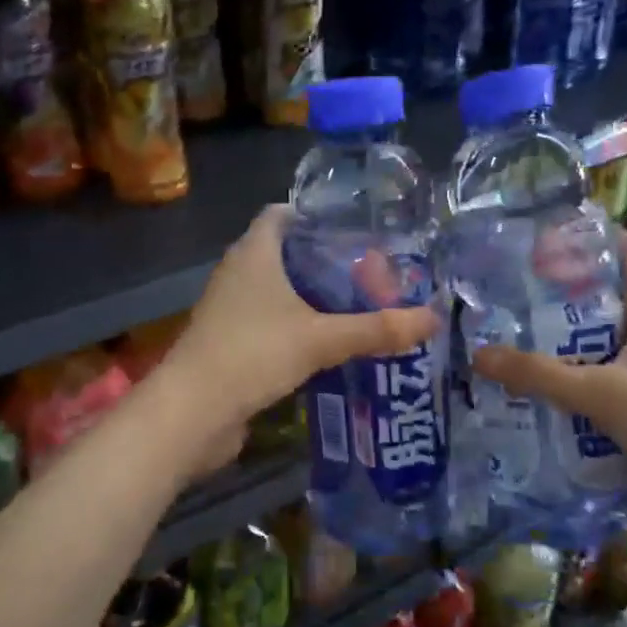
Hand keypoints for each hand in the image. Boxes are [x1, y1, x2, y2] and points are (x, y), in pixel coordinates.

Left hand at [160, 205, 439, 436]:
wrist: (193, 413)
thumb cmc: (252, 354)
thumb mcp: (321, 339)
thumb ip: (376, 328)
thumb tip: (433, 318)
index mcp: (254, 253)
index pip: (281, 214)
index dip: (316, 215)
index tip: (356, 230)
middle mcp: (238, 273)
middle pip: (285, 253)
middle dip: (326, 261)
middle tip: (372, 274)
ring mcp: (231, 309)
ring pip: (278, 292)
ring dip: (313, 298)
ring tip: (360, 307)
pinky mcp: (231, 343)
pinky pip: (271, 323)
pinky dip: (298, 327)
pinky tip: (330, 344)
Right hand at [470, 229, 626, 560]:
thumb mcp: (602, 393)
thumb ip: (538, 374)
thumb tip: (476, 353)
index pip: (626, 249)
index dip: (587, 235)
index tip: (537, 236)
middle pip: (601, 291)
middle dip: (555, 288)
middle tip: (504, 287)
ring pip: (596, 334)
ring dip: (557, 334)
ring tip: (506, 330)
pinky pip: (598, 370)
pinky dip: (568, 370)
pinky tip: (532, 380)